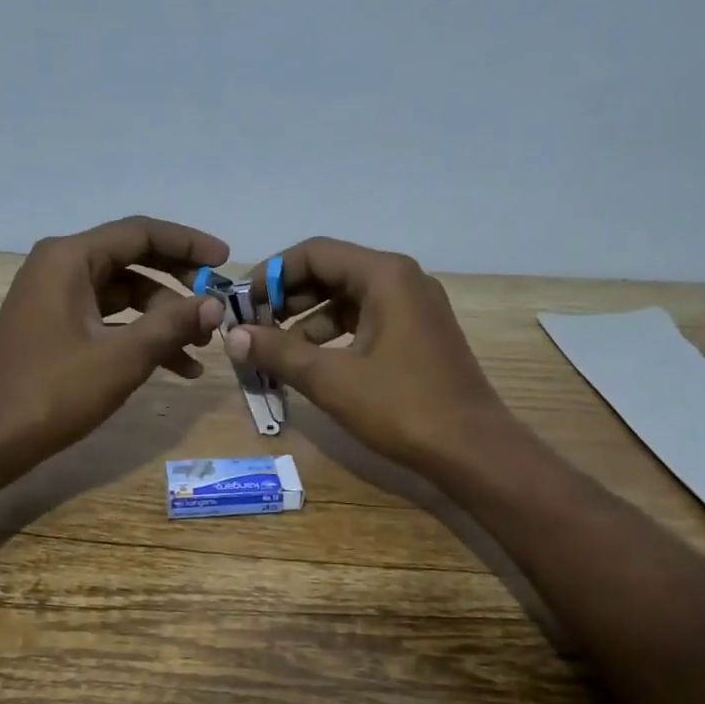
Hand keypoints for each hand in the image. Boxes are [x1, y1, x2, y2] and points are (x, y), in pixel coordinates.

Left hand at [0, 216, 226, 471]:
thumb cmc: (52, 391)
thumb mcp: (122, 357)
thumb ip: (172, 325)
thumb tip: (215, 305)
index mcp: (70, 258)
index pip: (141, 233)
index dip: (188, 244)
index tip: (227, 262)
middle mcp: (61, 267)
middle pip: (134, 261)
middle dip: (178, 288)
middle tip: (216, 309)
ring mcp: (55, 299)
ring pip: (125, 296)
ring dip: (164, 319)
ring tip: (202, 349)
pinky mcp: (55, 329)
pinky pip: (109, 321)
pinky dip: (140, 338)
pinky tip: (176, 368)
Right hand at [226, 238, 514, 477]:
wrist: (472, 450)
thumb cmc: (402, 407)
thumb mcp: (331, 379)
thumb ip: (278, 352)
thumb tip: (232, 336)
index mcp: (385, 275)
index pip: (314, 253)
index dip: (271, 275)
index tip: (242, 305)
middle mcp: (402, 280)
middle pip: (331, 272)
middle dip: (287, 299)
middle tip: (253, 329)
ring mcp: (414, 307)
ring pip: (346, 299)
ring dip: (307, 321)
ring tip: (275, 352)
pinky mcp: (417, 334)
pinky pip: (365, 321)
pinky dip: (333, 337)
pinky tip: (311, 364)